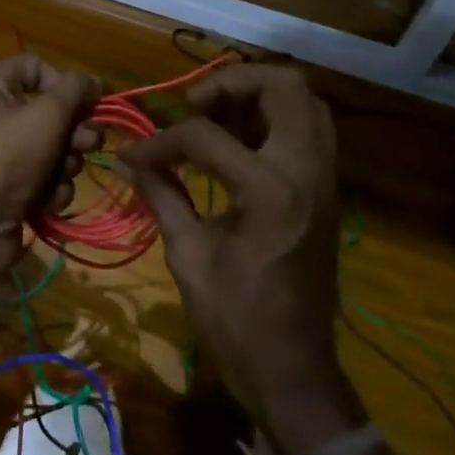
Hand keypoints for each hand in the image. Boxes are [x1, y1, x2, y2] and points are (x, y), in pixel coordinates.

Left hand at [0, 53, 100, 282]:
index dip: (66, 82)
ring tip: (57, 178)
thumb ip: (74, 91)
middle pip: (51, 111)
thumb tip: (93, 81)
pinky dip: (51, 190)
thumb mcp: (44, 115)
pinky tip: (46, 203)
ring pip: (54, 149)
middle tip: (87, 144)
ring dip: (65, 164)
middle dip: (74, 130)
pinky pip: (45, 180)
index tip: (92, 102)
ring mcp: (3, 156)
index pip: (37, 67)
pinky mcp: (11, 190)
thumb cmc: (3, 159)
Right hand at [118, 65, 352, 440]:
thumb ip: (161, 194)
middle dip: (233, 83)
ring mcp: (325, 181)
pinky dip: (275, 120)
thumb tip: (128, 159)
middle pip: (285, 87)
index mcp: (269, 192)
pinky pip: (310, 131)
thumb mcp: (188, 255)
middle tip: (195, 105)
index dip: (162, 141)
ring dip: (259, 96)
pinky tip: (238, 143)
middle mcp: (307, 173)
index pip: (207, 136)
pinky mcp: (326, 192)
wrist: (293, 370)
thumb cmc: (235, 321)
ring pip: (306, 103)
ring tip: (217, 117)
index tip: (134, 155)